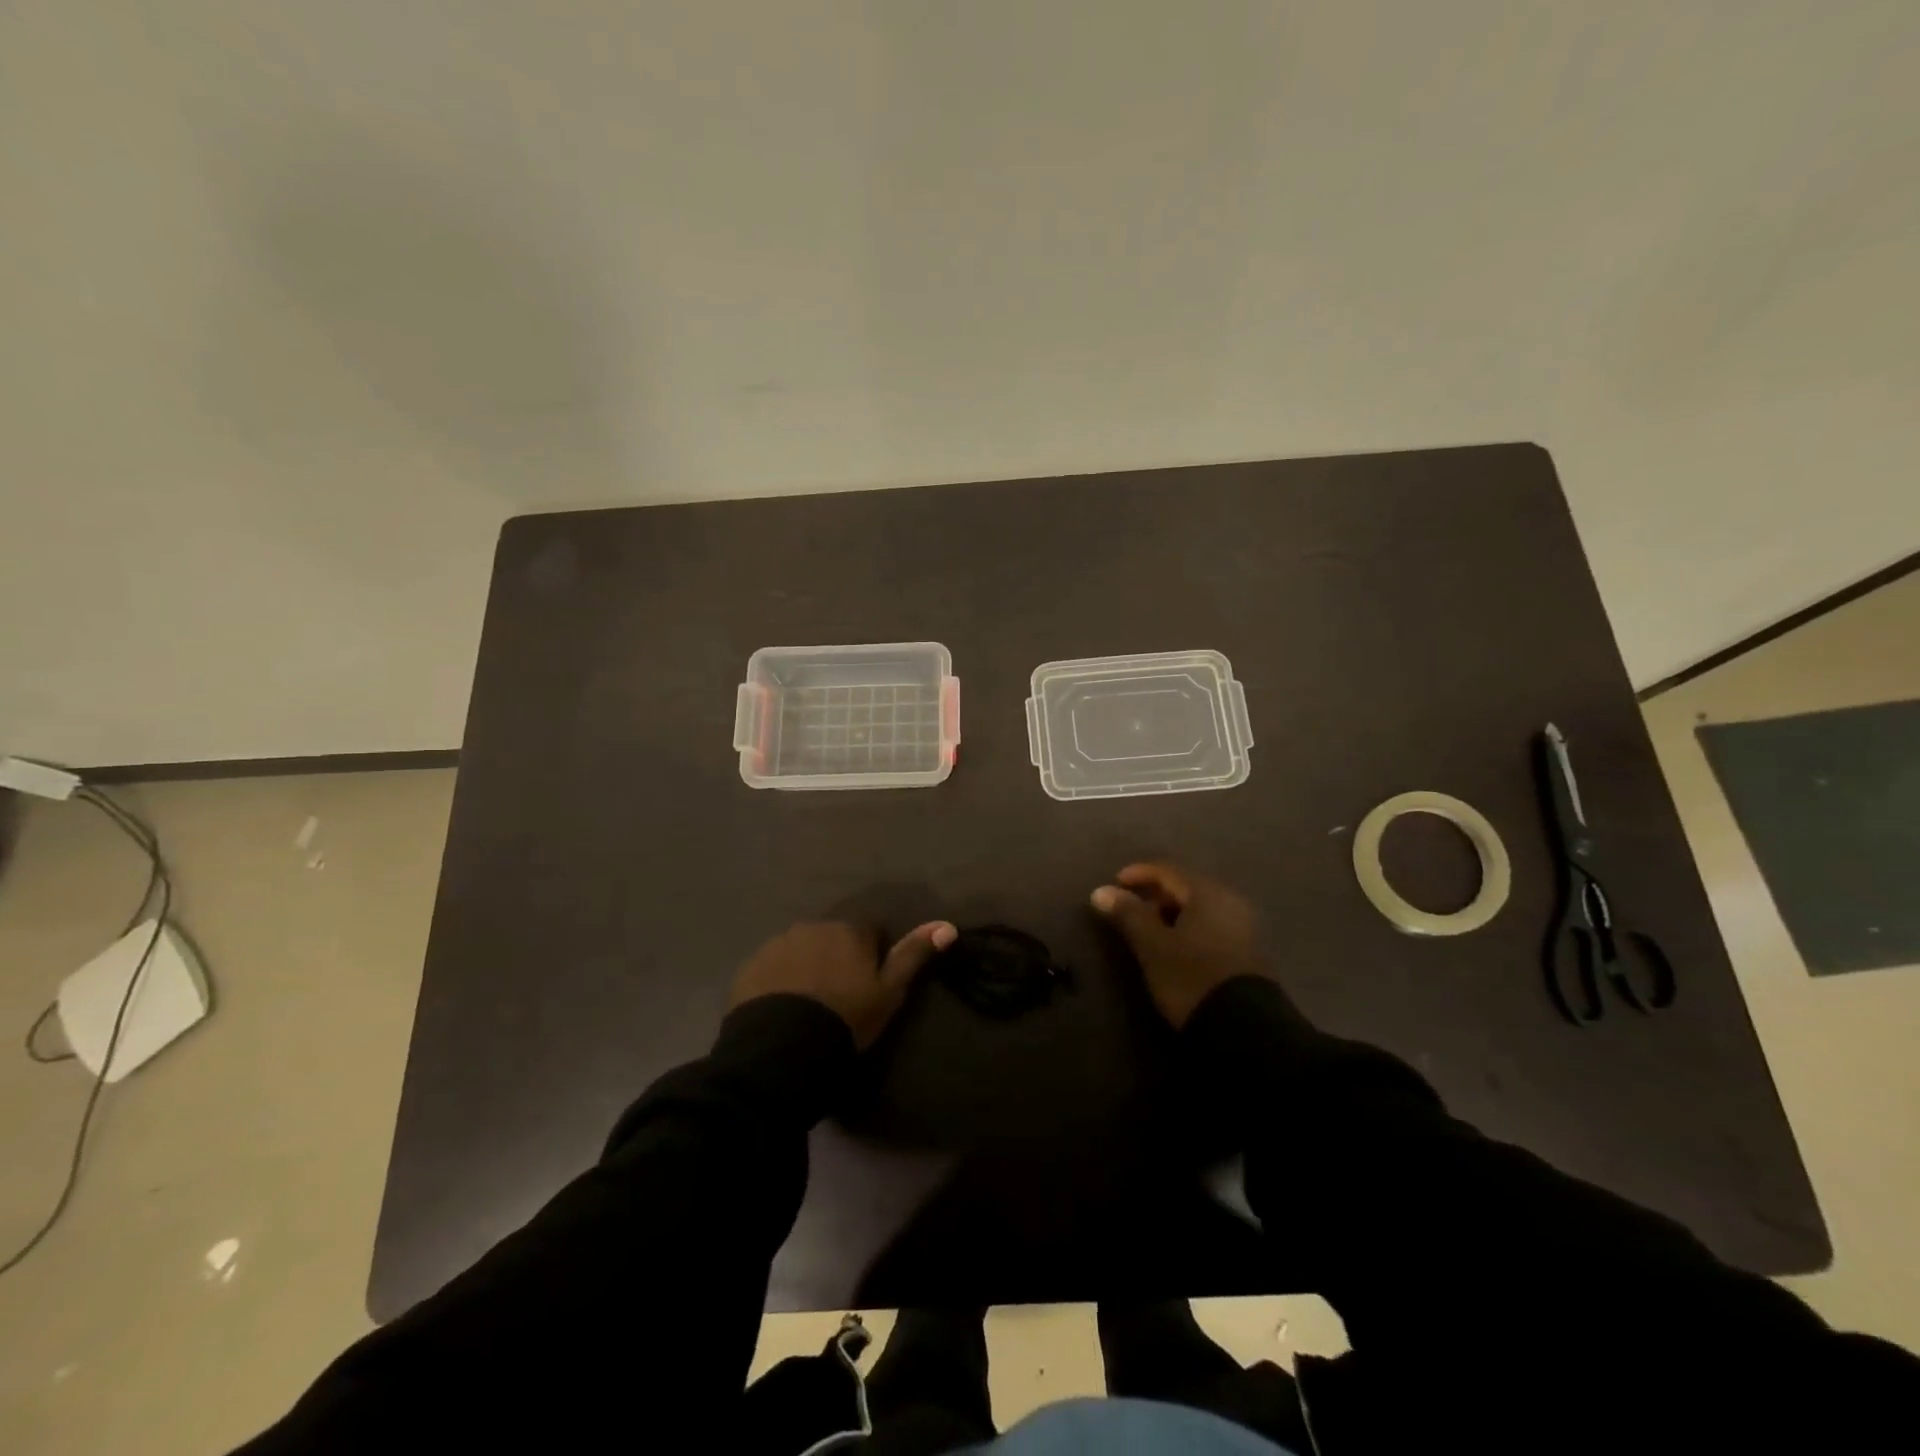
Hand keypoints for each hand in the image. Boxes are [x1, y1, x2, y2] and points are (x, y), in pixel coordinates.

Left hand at [728, 920, 956, 1047]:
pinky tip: (782, 1011)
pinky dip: (779, 981)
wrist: (783, 1048)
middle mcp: (812, 926)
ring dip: (807, 968)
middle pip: (832, 938)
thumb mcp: (889, 992)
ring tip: (808, 1008)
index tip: (868, 988)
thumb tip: (947, 925)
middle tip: (837, 999)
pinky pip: (772, 968)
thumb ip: (914, 955)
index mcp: (849, 930)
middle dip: (836, 958)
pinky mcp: (750, 966)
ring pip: (801, 951)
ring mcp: (777, 944)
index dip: (871, 959)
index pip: (869, 933)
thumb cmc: (846, 1018)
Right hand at [1090, 862, 1262, 1027]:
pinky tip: (1175, 948)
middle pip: (1185, 886)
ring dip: (1171, 914)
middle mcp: (1229, 901)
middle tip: (1129, 912)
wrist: (1244, 1029)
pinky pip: (1211, 926)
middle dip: (1154, 895)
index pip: (1167, 870)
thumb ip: (1128, 915)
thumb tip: (1100, 891)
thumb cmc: (1191, 977)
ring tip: (1148, 933)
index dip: (1137, 873)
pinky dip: (1188, 929)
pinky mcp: (1247, 952)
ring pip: (1199, 908)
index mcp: (1207, 892)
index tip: (1114, 885)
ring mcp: (1243, 926)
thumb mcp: (1153, 946)